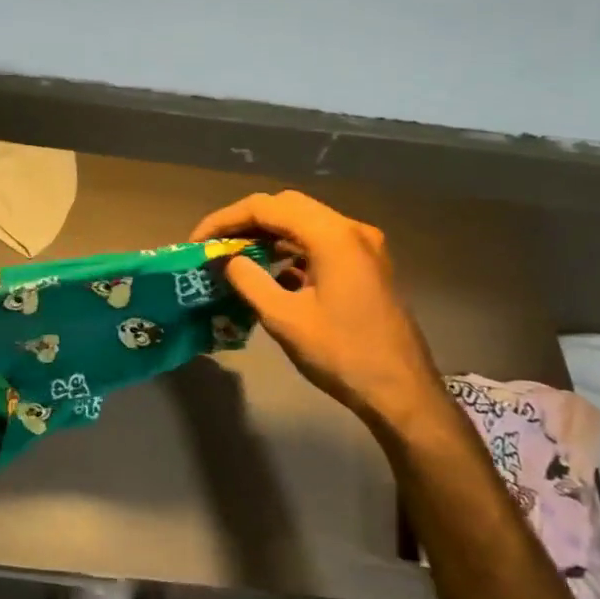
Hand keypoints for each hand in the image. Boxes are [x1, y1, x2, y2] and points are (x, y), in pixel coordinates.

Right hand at [192, 191, 439, 427]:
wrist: (401, 392)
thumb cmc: (342, 354)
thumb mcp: (284, 319)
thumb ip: (248, 280)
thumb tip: (225, 259)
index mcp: (332, 235)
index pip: (266, 207)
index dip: (225, 219)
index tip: (198, 242)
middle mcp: (350, 229)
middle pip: (287, 206)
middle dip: (246, 221)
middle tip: (215, 245)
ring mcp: (362, 246)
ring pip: (304, 222)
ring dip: (268, 235)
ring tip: (235, 257)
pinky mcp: (365, 265)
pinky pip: (319, 243)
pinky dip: (290, 250)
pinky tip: (270, 272)